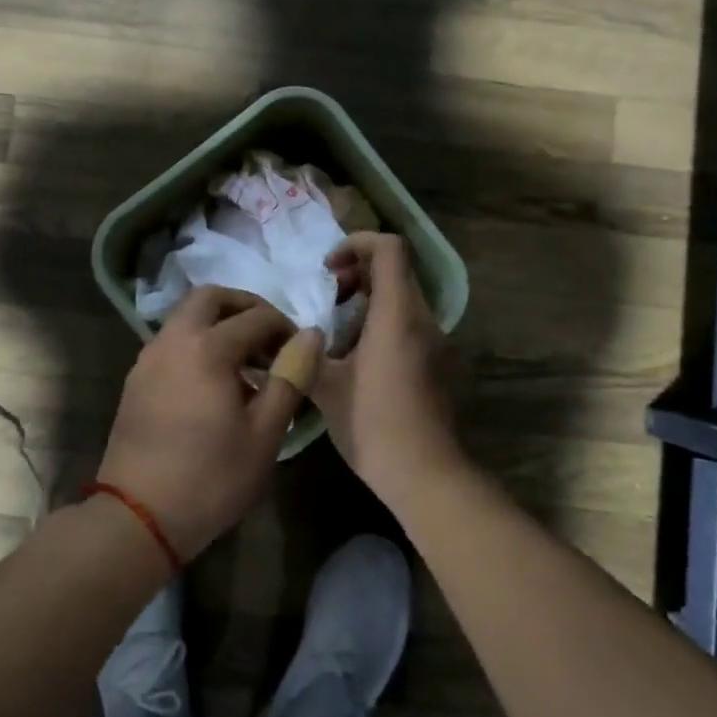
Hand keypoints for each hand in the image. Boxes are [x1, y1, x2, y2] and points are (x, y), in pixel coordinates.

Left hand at [98, 287, 321, 560]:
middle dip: (245, 308)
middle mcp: (173, 340)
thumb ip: (290, 378)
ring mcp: (148, 358)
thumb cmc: (211, 478)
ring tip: (247, 365)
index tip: (300, 354)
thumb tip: (311, 336)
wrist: (138, 516)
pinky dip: (197, 343)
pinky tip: (215, 383)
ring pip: (186, 317)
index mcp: (207, 348)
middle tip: (270, 339)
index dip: (285, 329)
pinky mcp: (136, 379)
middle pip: (211, 298)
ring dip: (219, 325)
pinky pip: (172, 341)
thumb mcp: (265, 433)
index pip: (257, 317)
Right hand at [314, 233, 464, 498]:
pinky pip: (406, 321)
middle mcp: (421, 318)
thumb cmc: (372, 425)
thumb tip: (282, 335)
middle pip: (395, 268)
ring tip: (334, 327)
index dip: (356, 243)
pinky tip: (352, 354)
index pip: (389, 248)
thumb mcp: (325, 387)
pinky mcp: (433, 360)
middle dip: (357, 271)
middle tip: (327, 296)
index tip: (328, 269)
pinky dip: (379, 319)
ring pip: (401, 296)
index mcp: (396, 315)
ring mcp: (432, 340)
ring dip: (367, 297)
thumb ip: (304, 352)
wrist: (423, 473)